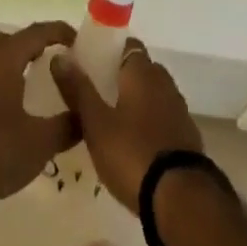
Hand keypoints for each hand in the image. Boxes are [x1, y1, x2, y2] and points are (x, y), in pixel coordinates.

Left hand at [0, 22, 79, 198]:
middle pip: (9, 39)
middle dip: (30, 44)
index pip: (36, 33)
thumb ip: (67, 126)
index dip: (58, 32)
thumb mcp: (40, 142)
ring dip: (13, 62)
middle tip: (49, 59)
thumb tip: (85, 115)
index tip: (77, 40)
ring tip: (32, 81)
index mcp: (6, 58)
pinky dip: (0, 78)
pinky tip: (11, 103)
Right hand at [52, 39, 202, 210]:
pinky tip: (134, 144)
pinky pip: (163, 119)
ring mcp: (179, 110)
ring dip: (136, 102)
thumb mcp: (96, 123)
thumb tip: (59, 56)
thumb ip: (78, 89)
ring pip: (153, 95)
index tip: (91, 64)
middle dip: (121, 78)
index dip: (110, 51)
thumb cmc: (132, 153)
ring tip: (112, 122)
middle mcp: (164, 82)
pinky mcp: (187, 137)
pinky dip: (149, 123)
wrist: (181, 199)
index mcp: (142, 72)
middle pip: (141, 69)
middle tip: (97, 95)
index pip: (127, 45)